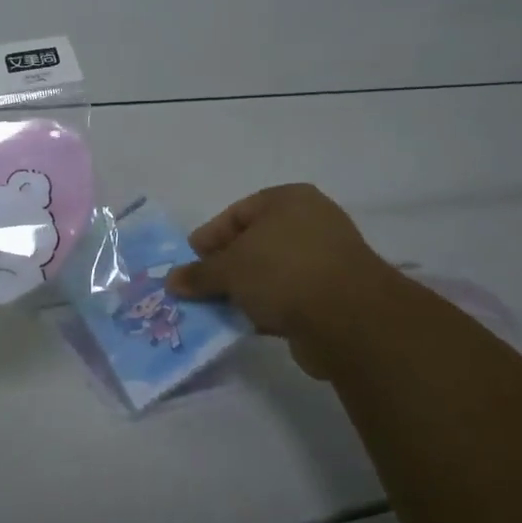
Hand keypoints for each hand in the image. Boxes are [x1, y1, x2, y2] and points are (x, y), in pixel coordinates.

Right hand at [167, 183, 401, 381]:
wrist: (350, 320)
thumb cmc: (283, 272)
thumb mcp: (230, 270)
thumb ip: (199, 274)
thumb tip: (171, 281)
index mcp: (288, 200)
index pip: (237, 213)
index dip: (209, 237)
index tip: (189, 261)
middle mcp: (310, 222)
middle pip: (254, 243)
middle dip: (226, 267)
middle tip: (200, 287)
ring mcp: (326, 259)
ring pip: (271, 272)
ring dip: (246, 290)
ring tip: (218, 309)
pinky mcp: (335, 294)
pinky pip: (290, 296)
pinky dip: (268, 307)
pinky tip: (247, 322)